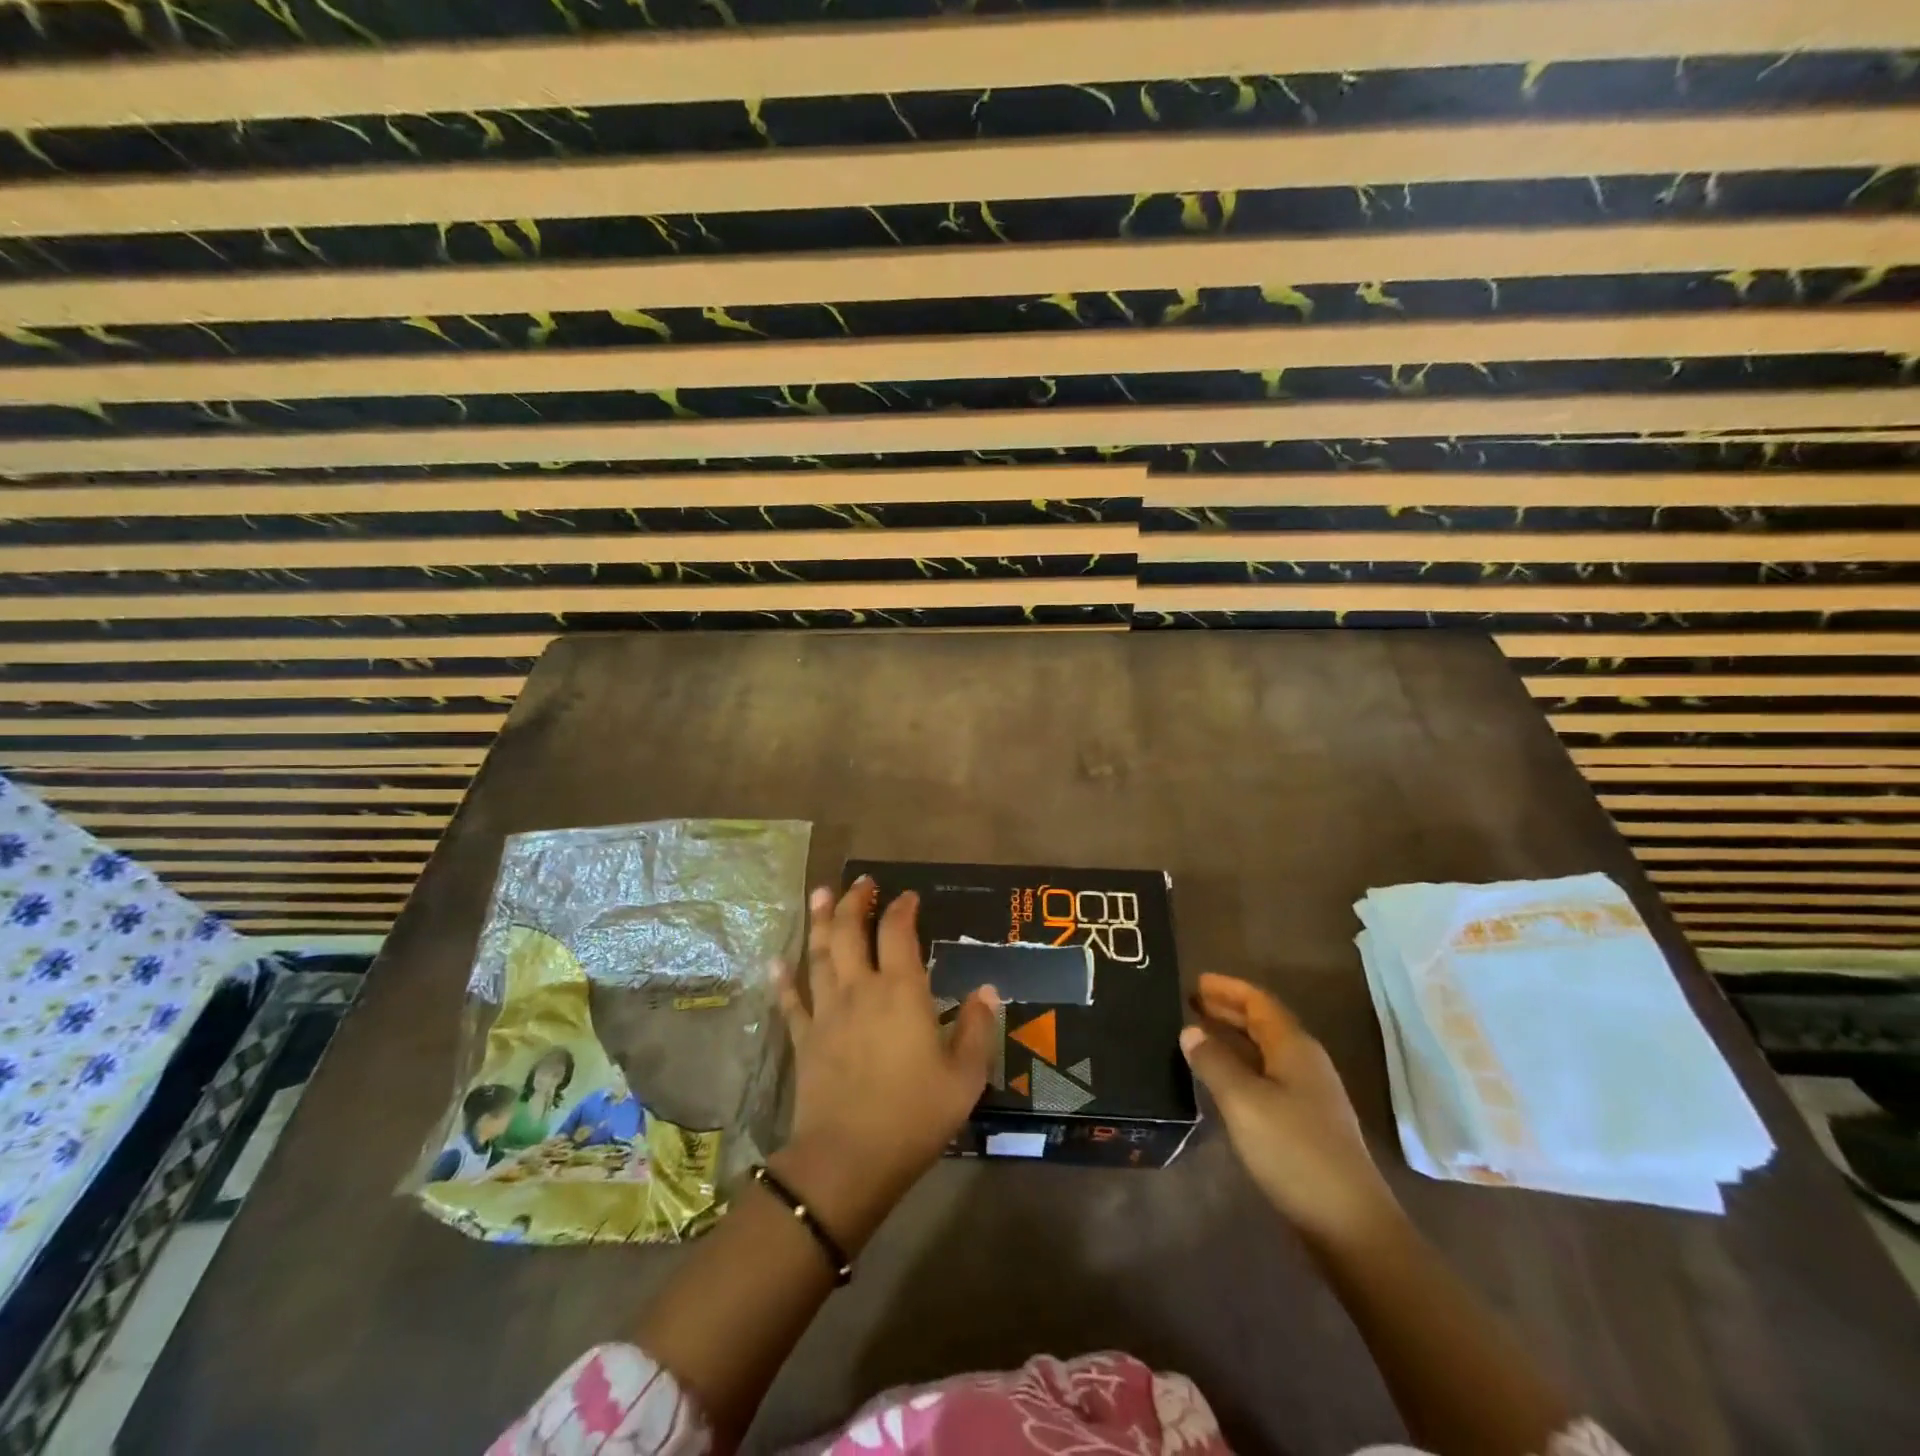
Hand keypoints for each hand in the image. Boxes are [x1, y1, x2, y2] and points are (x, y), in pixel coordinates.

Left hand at [771, 877, 998, 1244]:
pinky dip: (784, 979)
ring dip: (820, 921)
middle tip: (860, 882)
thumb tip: (987, 989)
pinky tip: (777, 961)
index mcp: (901, 991)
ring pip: (819, 954)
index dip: (902, 909)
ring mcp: (826, 1012)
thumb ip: (977, 1028)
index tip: (908, 896)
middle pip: (850, 931)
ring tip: (820, 894)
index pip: (898, 933)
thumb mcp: (964, 1077)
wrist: (848, 1159)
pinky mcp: (803, 1039)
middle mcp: (860, 989)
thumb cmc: (914, 1115)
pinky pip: (791, 1001)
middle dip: (854, 902)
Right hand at [1181, 973, 1398, 1249]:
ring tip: (1198, 1035)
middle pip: (1264, 1023)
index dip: (1227, 988)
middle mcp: (1305, 1063)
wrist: (1349, 1224)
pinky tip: (1222, 1080)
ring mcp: (1310, 1095)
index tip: (1195, 981)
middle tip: (1190, 1003)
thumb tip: (1190, 1030)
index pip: (1258, 1001)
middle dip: (1228, 1010)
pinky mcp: (1307, 1124)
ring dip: (1233, 1038)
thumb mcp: (1243, 1101)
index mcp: (1294, 1047)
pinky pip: (1267, 1077)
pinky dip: (1241, 1066)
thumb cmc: (1293, 1151)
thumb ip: (1214, 1061)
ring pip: (1265, 1051)